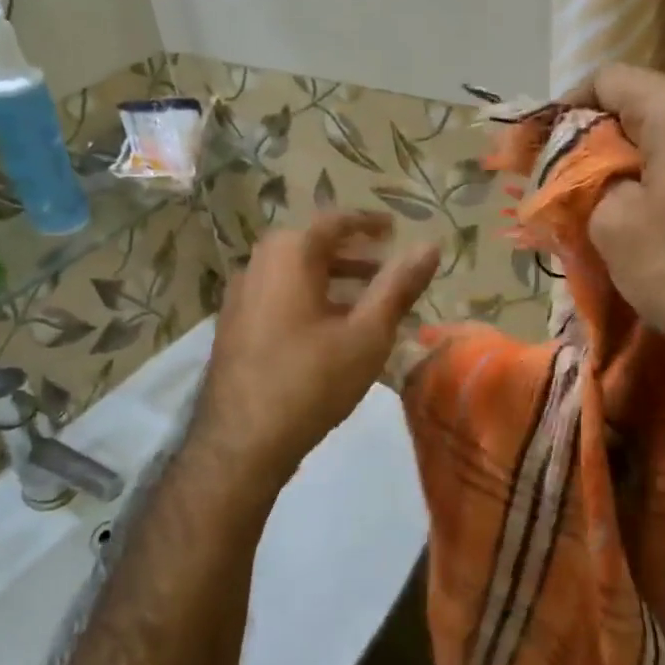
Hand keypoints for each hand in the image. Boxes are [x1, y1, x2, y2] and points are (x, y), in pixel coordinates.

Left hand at [193, 212, 439, 487]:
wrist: (242, 441)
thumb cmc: (313, 381)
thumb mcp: (367, 333)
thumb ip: (398, 286)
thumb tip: (431, 245)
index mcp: (289, 255)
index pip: (334, 222)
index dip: (368, 224)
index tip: (394, 229)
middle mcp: (257, 265)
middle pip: (311, 246)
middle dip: (352, 255)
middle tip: (385, 268)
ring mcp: (239, 297)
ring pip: (293, 274)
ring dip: (331, 280)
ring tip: (365, 303)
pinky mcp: (233, 327)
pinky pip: (277, 297)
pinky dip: (308, 299)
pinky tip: (329, 331)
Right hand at [575, 65, 664, 398]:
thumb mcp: (612, 224)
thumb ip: (586, 180)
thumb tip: (585, 172)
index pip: (610, 79)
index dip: (567, 106)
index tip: (542, 144)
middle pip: (645, 105)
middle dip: (599, 137)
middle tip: (565, 178)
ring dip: (632, 161)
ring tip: (602, 200)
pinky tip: (648, 214)